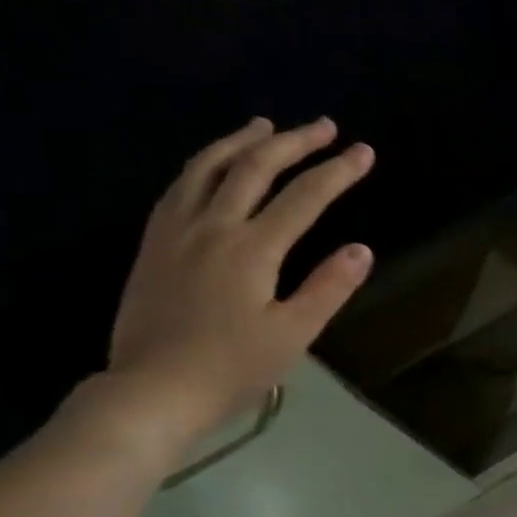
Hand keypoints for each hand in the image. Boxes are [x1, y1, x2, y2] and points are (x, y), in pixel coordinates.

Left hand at [103, 117, 375, 452]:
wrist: (153, 390)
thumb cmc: (232, 369)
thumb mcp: (292, 335)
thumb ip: (328, 288)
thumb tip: (361, 249)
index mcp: (252, 249)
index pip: (304, 197)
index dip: (337, 172)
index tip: (363, 152)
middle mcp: (212, 225)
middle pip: (254, 167)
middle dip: (294, 142)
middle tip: (323, 126)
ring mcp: (176, 230)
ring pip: (208, 167)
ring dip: (241, 141)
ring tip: (265, 126)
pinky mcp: (154, 244)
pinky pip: (179, 186)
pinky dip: (203, 164)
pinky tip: (211, 166)